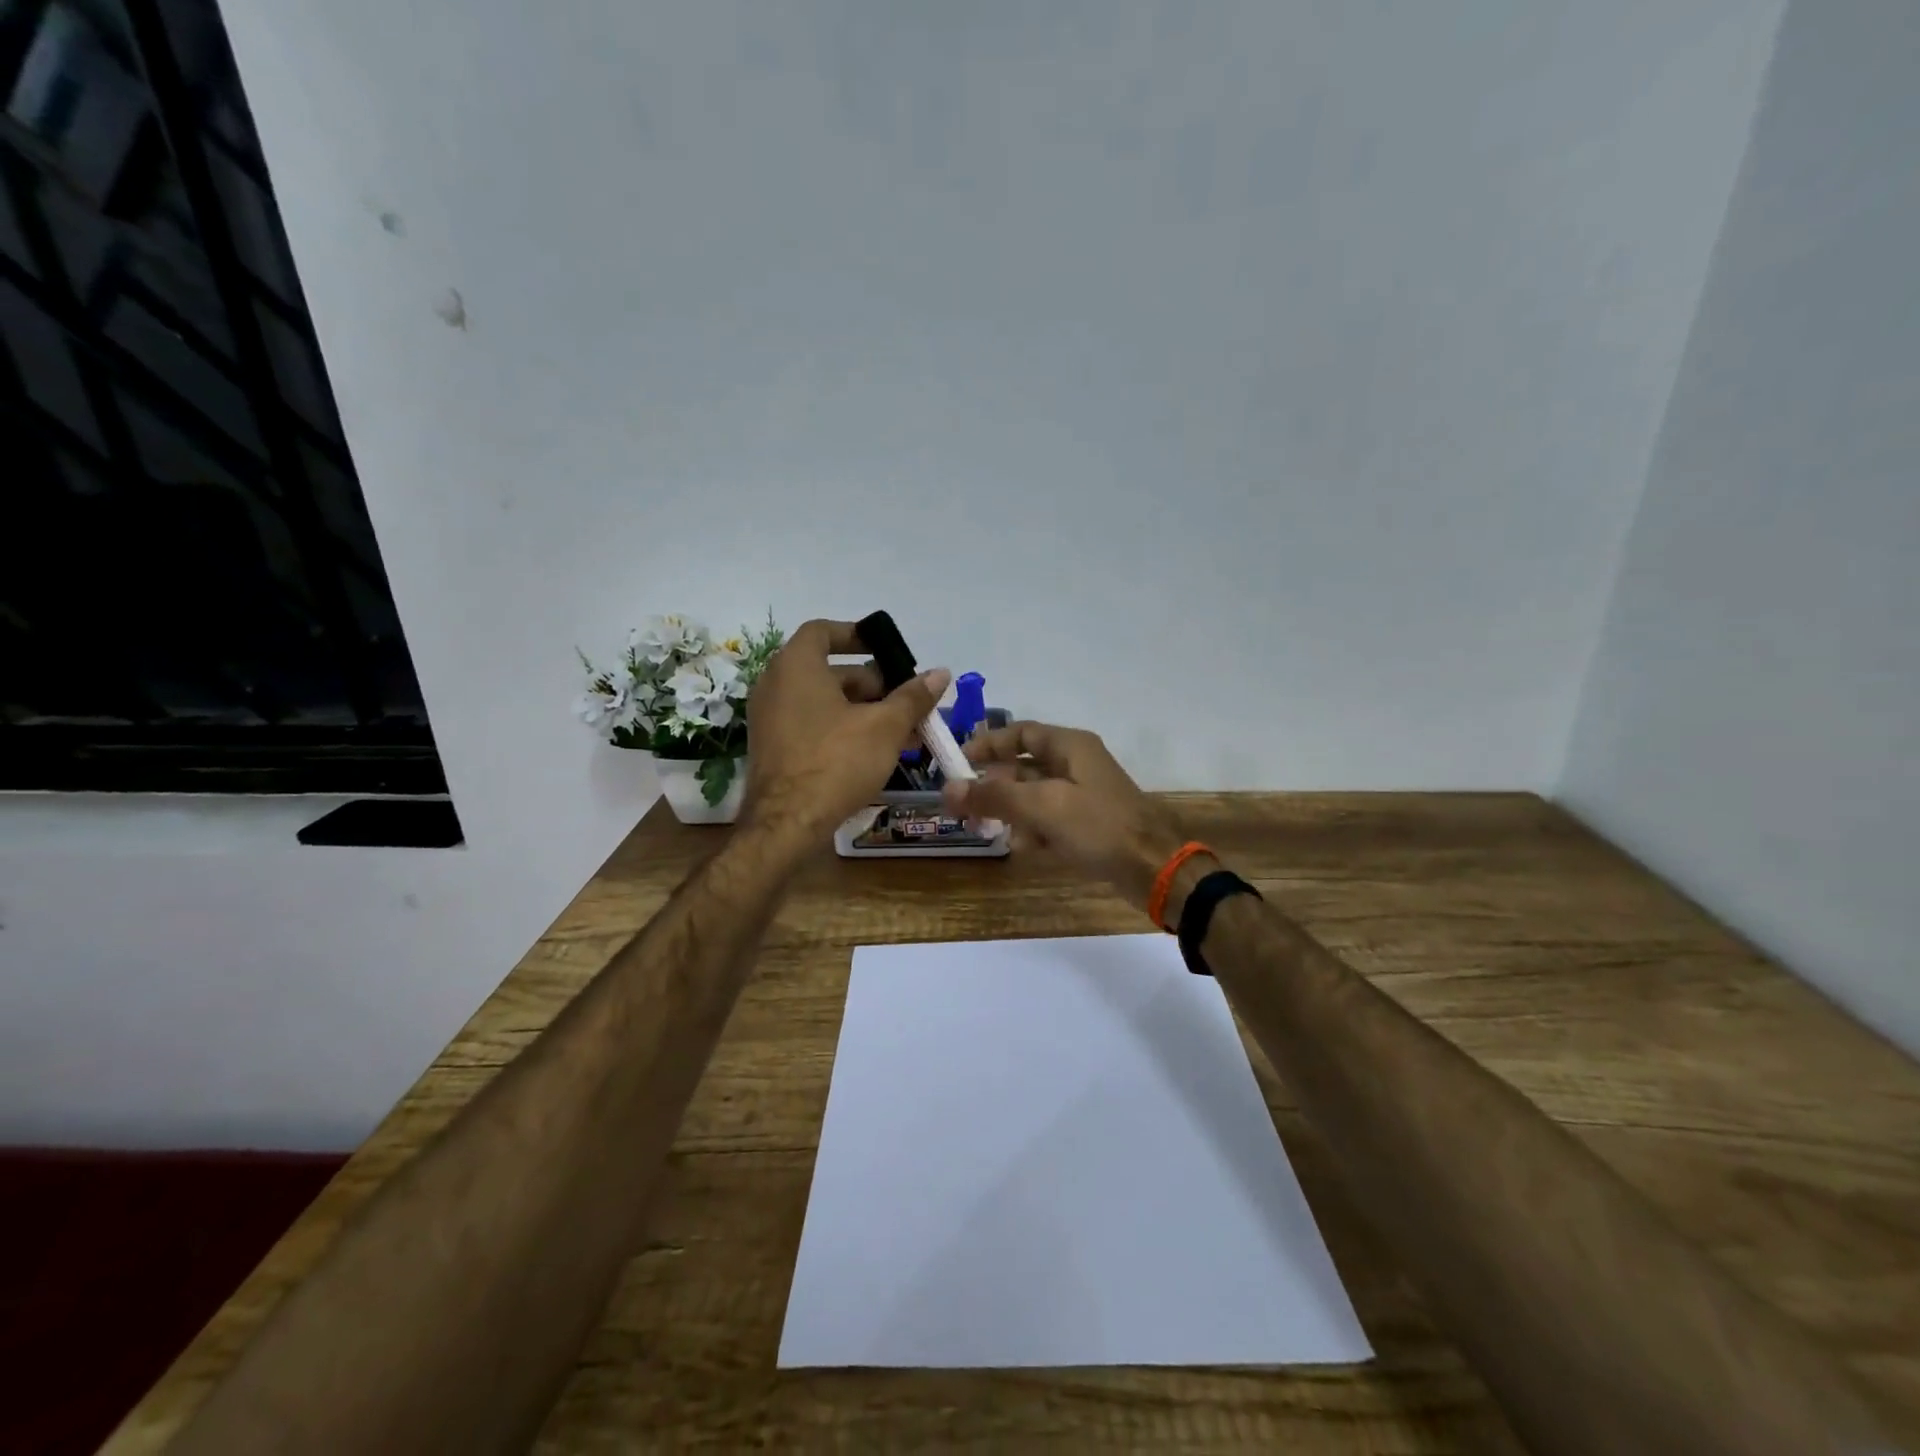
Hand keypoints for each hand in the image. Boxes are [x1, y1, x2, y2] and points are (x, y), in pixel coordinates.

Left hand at [741, 619, 949, 841]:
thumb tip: (940, 673)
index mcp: (796, 666)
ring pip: (823, 702)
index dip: (857, 636)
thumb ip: (913, 697)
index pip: (823, 632)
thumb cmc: (836, 762)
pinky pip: (811, 725)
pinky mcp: (773, 748)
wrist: (787, 824)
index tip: (885, 650)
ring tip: (902, 731)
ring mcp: (770, 719)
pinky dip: (841, 728)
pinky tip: (875, 751)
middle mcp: (775, 685)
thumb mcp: (885, 727)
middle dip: (873, 684)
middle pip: (829, 671)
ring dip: (863, 710)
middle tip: (907, 702)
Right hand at [941, 721, 1200, 916]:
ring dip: (1011, 814)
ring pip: (1032, 798)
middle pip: (1022, 768)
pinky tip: (1027, 850)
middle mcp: (1076, 765)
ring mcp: (1082, 796)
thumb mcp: (1042, 807)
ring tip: (991, 833)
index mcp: (1070, 746)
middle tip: (964, 809)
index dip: (987, 744)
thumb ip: (994, 796)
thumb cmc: (1099, 827)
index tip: (956, 763)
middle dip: (993, 788)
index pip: (1020, 733)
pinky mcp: (1087, 825)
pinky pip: (1049, 821)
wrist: (1155, 870)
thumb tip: (947, 789)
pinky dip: (1034, 832)